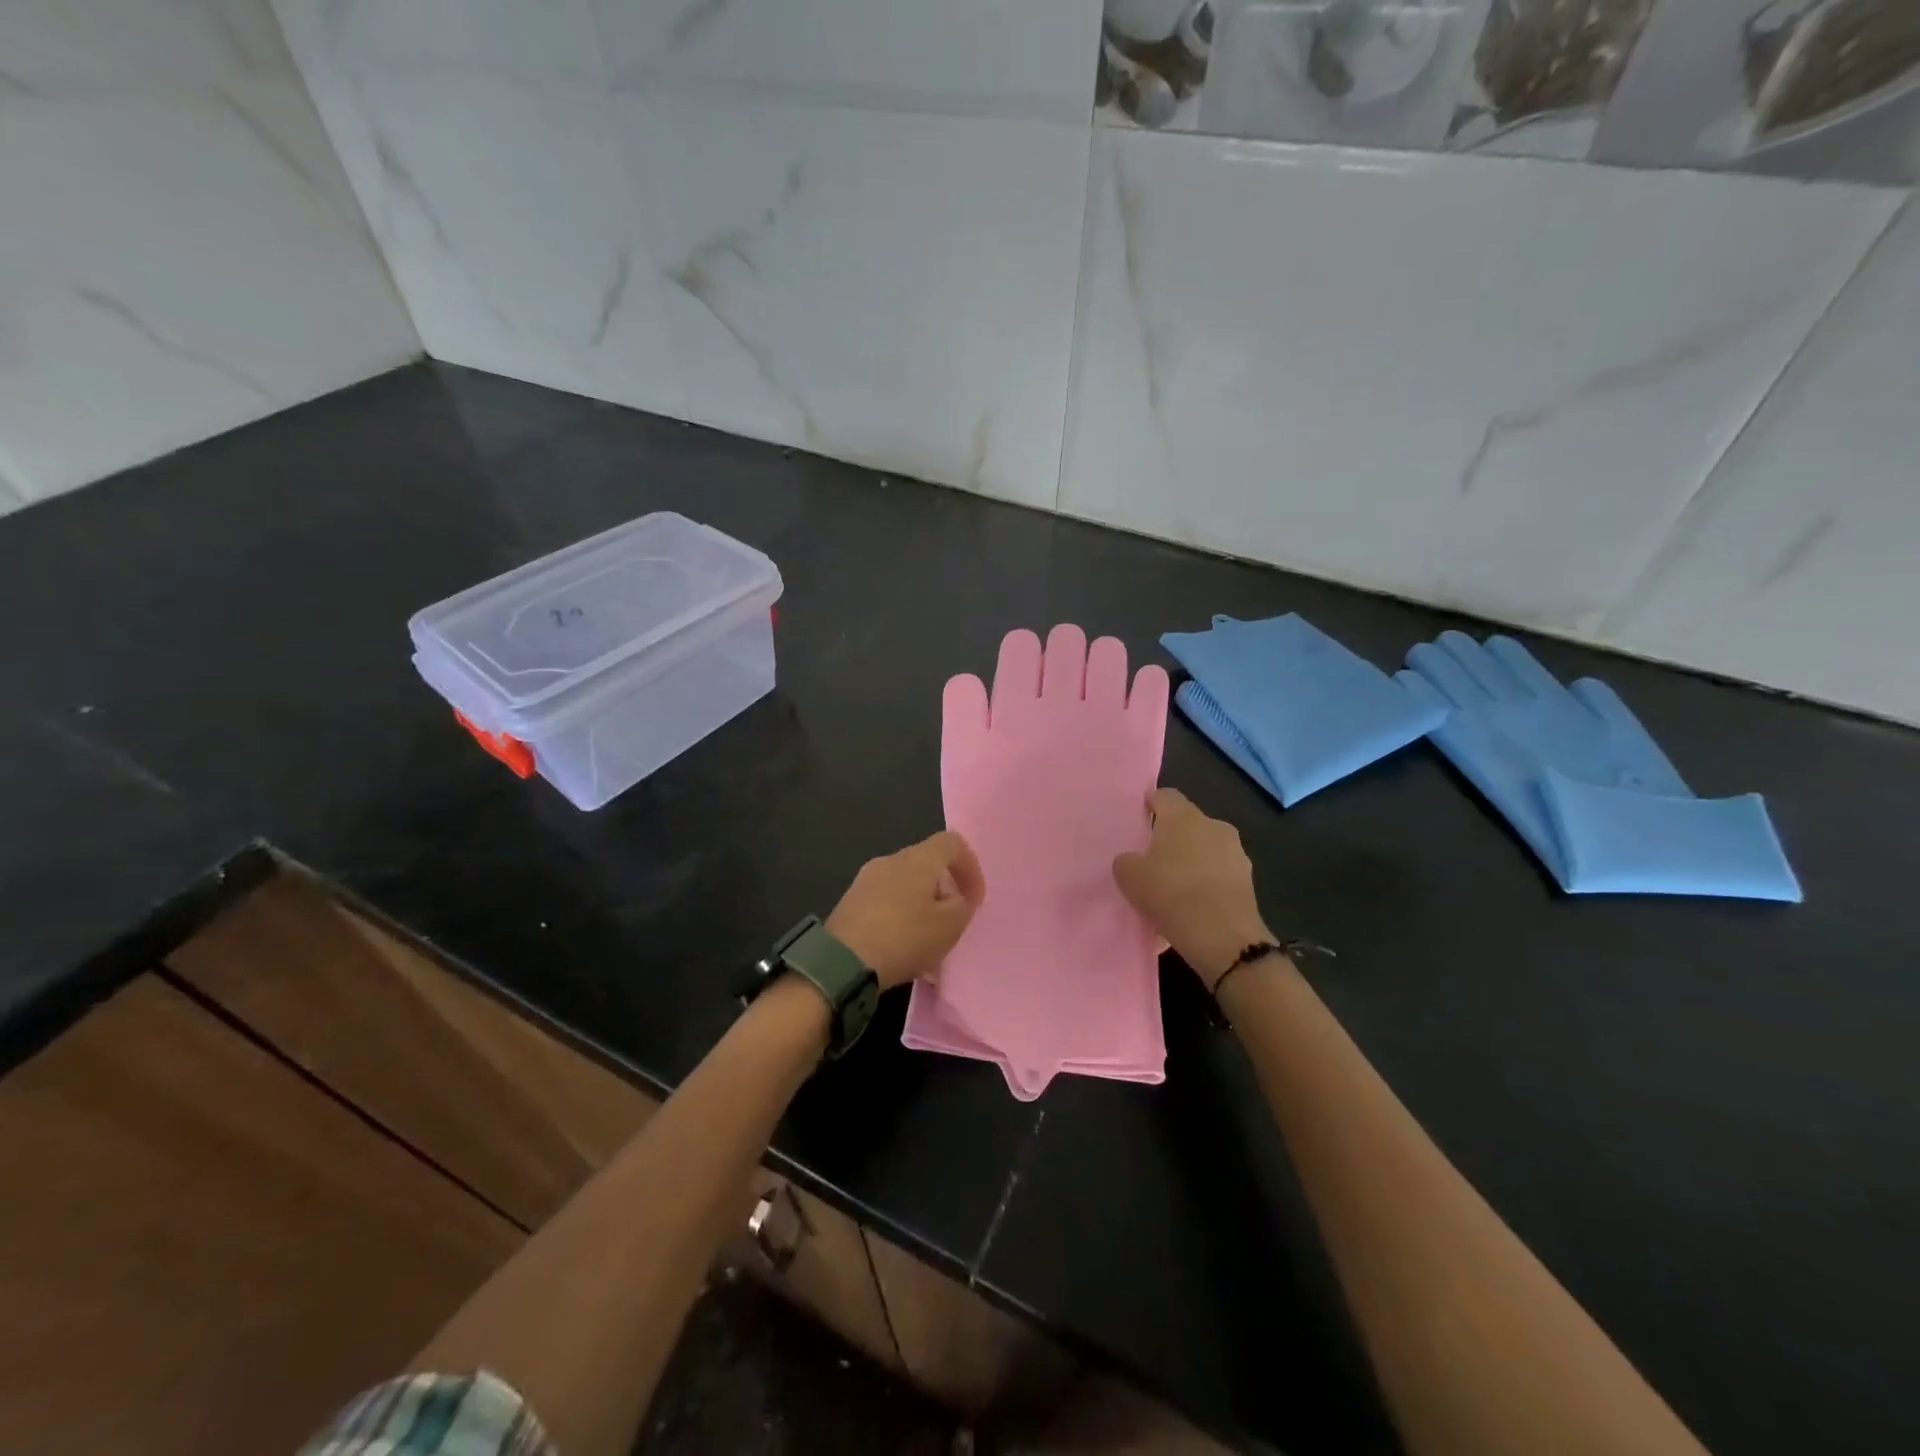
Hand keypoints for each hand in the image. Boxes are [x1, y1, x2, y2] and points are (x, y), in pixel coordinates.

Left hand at [826, 831, 985, 990]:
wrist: (842, 962)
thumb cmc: (904, 937)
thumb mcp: (950, 926)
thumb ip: (962, 906)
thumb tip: (955, 898)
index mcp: (918, 858)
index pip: (952, 843)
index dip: (970, 867)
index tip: (974, 899)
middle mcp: (890, 860)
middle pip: (926, 865)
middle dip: (943, 891)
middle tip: (951, 922)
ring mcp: (865, 880)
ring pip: (905, 886)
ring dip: (921, 908)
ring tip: (927, 943)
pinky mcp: (849, 903)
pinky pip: (885, 903)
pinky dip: (899, 919)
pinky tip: (902, 949)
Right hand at [1112, 789, 1272, 990]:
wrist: (1223, 937)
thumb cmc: (1171, 893)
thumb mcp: (1129, 877)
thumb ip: (1126, 860)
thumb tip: (1134, 860)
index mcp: (1183, 816)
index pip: (1164, 795)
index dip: (1150, 805)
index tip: (1138, 821)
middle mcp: (1213, 825)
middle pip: (1187, 823)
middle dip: (1171, 837)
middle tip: (1152, 860)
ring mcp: (1235, 853)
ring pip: (1204, 850)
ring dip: (1190, 861)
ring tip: (1172, 890)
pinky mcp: (1247, 880)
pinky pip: (1217, 875)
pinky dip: (1205, 885)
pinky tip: (1191, 908)